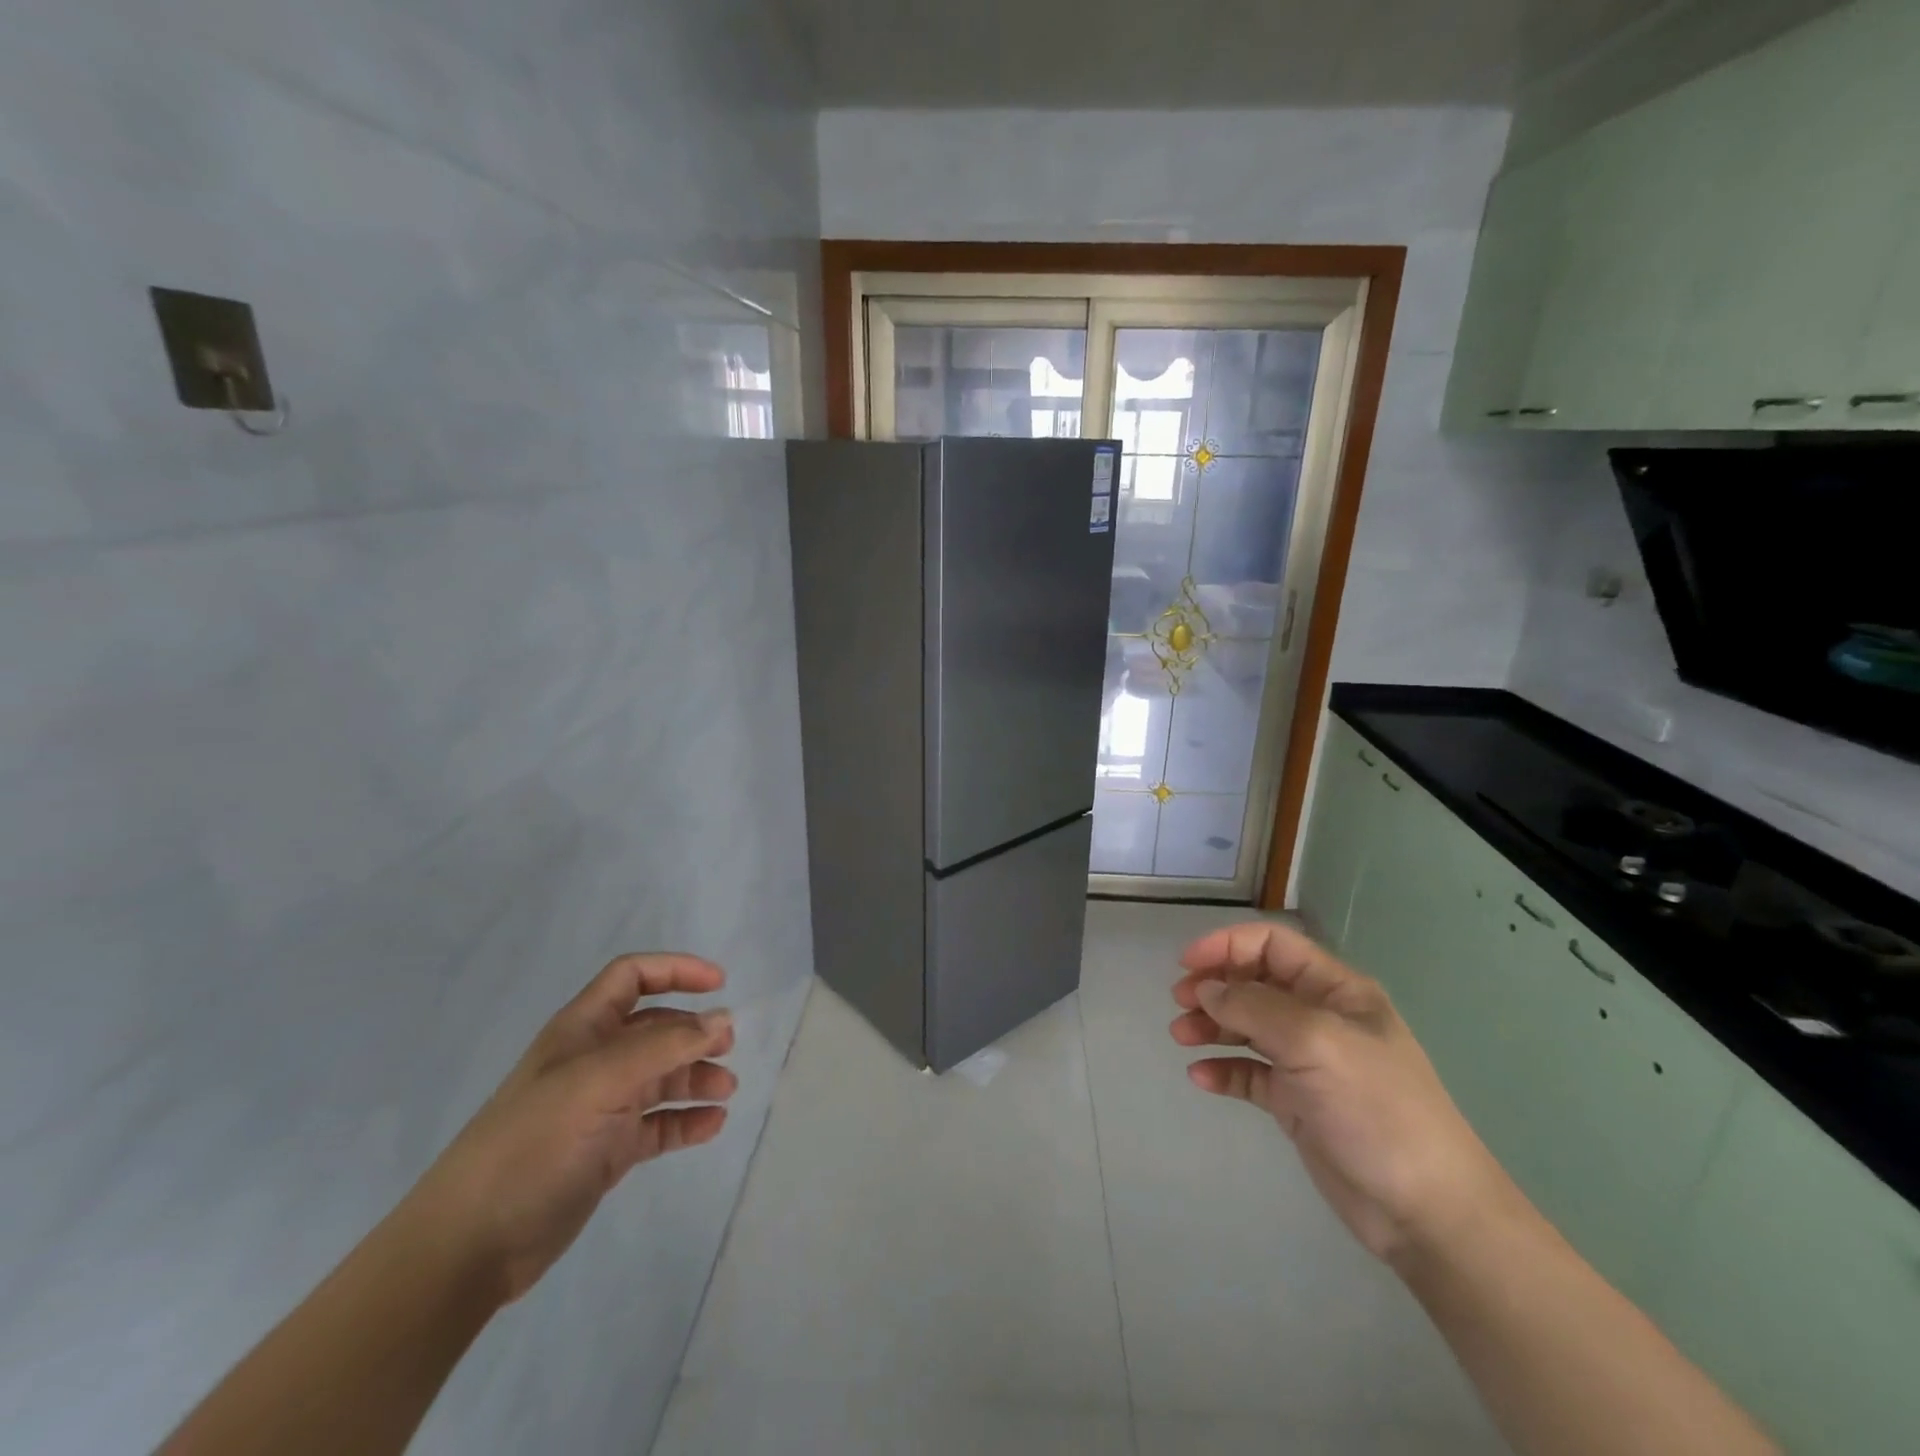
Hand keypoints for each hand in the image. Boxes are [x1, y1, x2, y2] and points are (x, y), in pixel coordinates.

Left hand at [405, 953, 737, 1302]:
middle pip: (655, 1028)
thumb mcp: (599, 1082)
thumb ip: (664, 1047)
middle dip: (695, 1031)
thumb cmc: (532, 1144)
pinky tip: (712, 1126)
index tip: (720, 984)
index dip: (675, 970)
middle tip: (728, 1049)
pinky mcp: (607, 1152)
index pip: (632, 977)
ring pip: (662, 1077)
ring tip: (726, 1091)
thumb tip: (722, 1019)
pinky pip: (659, 1124)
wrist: (469, 1245)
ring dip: (697, 1077)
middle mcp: (594, 1062)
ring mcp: (601, 1108)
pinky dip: (687, 1121)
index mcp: (582, 1031)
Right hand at [1170, 922, 1515, 1263]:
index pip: (1273, 945)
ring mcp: (1308, 1062)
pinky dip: (1223, 1069)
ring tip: (1180, 1038)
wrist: (1427, 1212)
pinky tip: (1202, 1078)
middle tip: (1179, 1003)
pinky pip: (1250, 1073)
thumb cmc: (1376, 1109)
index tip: (1186, 963)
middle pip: (1255, 983)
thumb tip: (1206, 989)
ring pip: (1247, 1027)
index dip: (1227, 944)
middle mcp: (1320, 1018)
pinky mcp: (1298, 1103)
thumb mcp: (1315, 1042)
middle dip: (1214, 986)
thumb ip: (1254, 1007)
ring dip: (1211, 1026)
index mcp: (1335, 990)